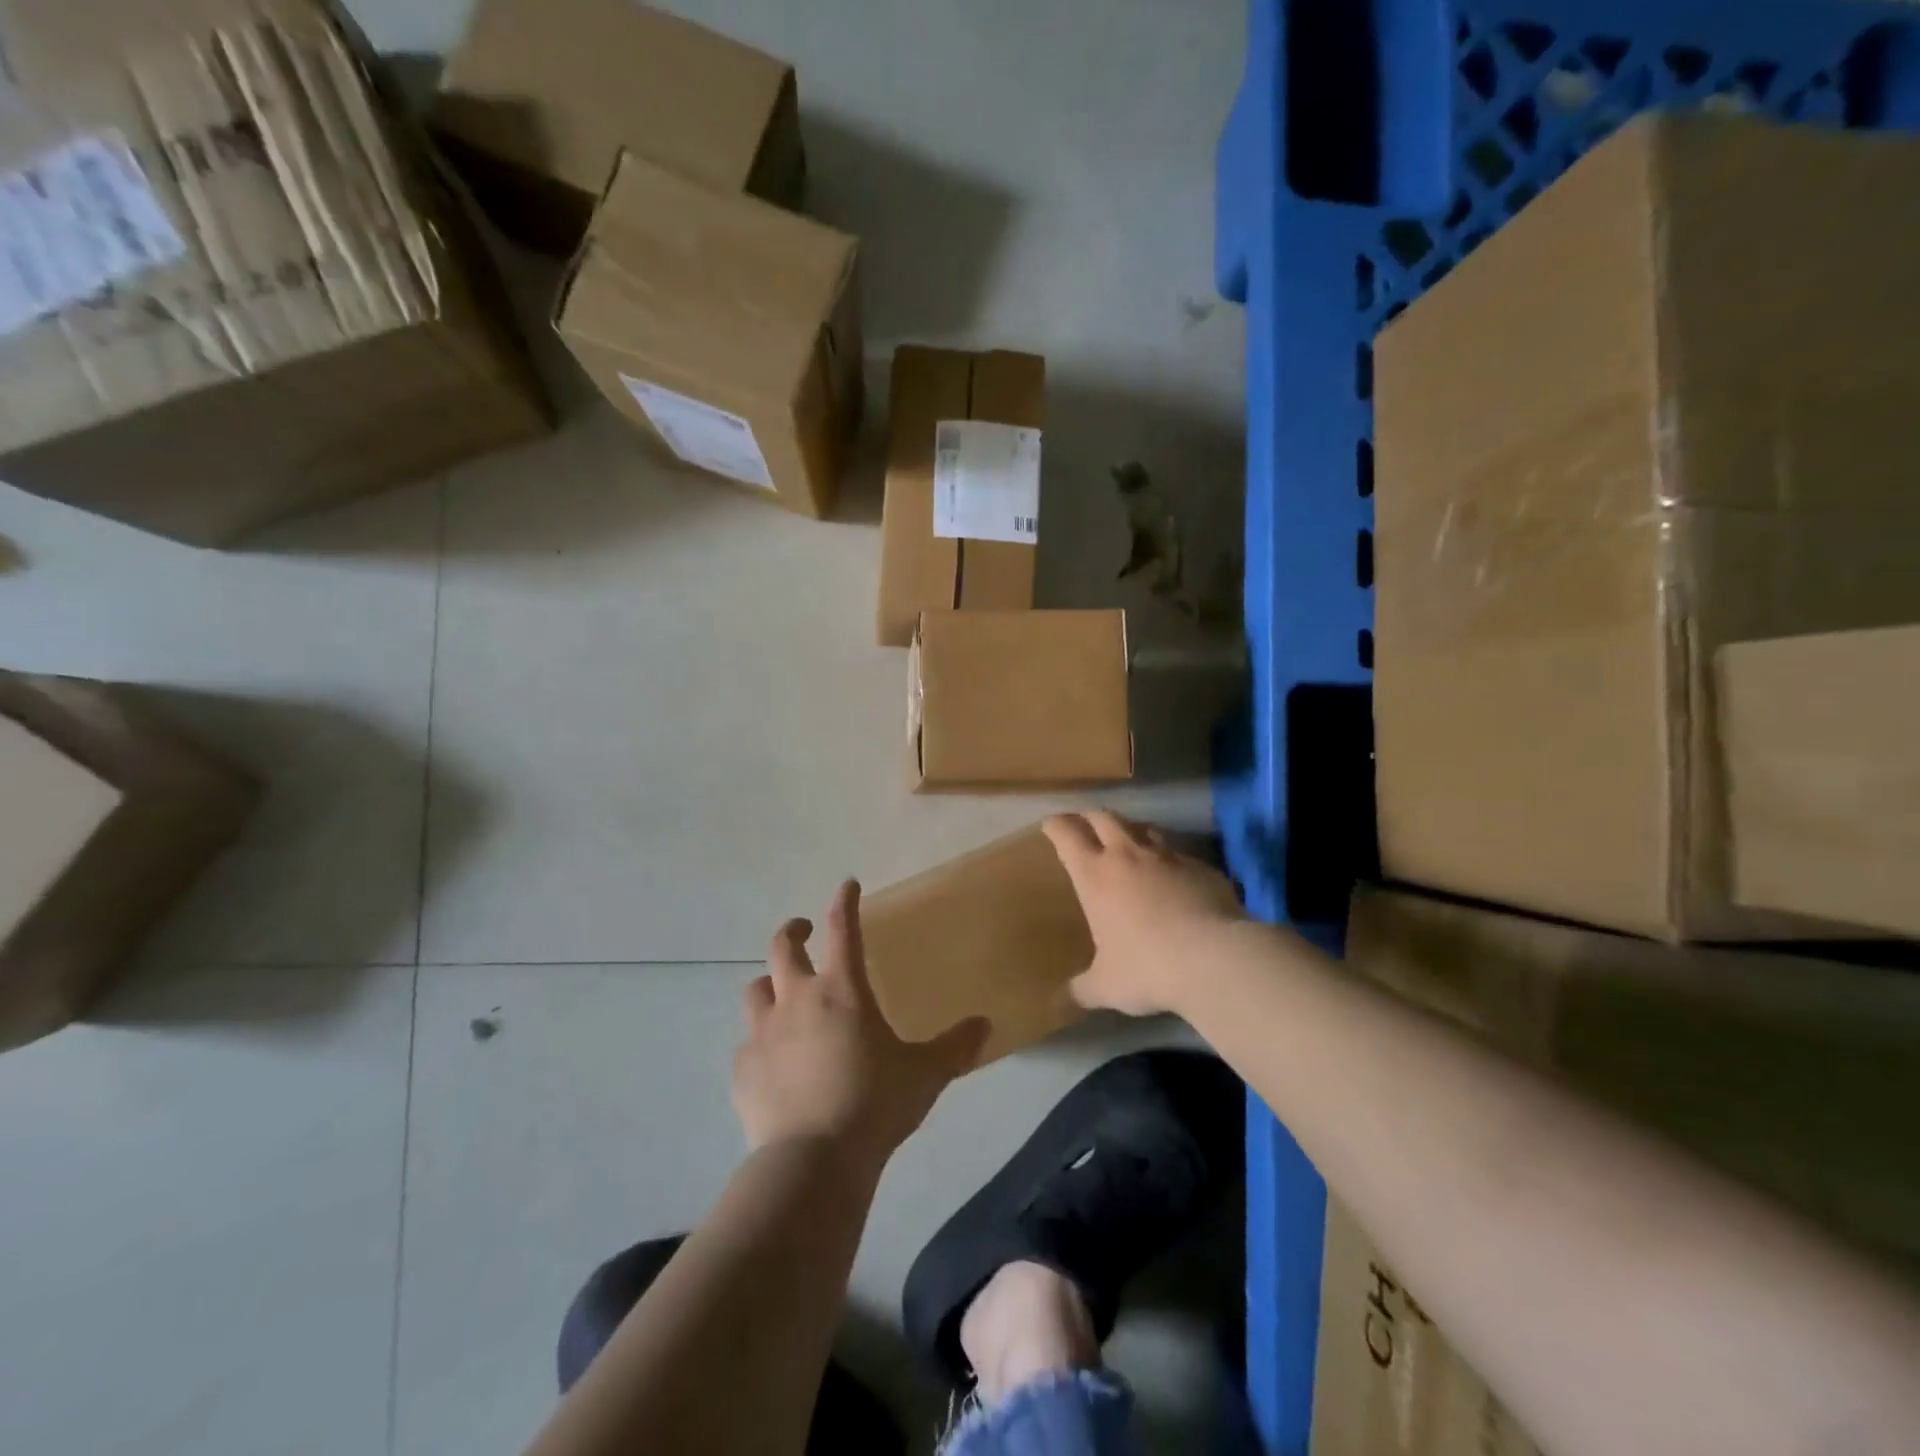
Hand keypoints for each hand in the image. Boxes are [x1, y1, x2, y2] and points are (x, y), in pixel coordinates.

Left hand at [733, 880, 989, 1171]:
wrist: (813, 1160)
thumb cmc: (874, 1104)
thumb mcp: (925, 1074)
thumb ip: (955, 1046)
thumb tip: (985, 1025)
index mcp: (842, 990)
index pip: (841, 929)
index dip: (844, 902)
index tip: (847, 885)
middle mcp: (797, 1000)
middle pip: (783, 947)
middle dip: (794, 930)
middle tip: (804, 931)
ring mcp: (763, 1033)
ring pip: (755, 989)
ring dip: (769, 983)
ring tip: (780, 992)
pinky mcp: (743, 1069)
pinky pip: (747, 1044)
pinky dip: (759, 1042)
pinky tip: (771, 1061)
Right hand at [1044, 811, 1246, 1017]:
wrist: (1216, 958)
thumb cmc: (1147, 968)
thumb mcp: (1106, 986)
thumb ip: (1080, 991)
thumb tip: (1057, 1005)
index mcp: (1095, 875)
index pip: (1067, 834)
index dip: (1056, 825)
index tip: (1050, 825)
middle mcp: (1128, 855)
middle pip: (1104, 817)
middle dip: (1090, 817)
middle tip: (1084, 825)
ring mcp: (1168, 857)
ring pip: (1144, 828)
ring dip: (1131, 831)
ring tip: (1128, 843)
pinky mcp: (1201, 867)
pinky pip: (1178, 854)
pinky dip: (1168, 859)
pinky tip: (1173, 876)